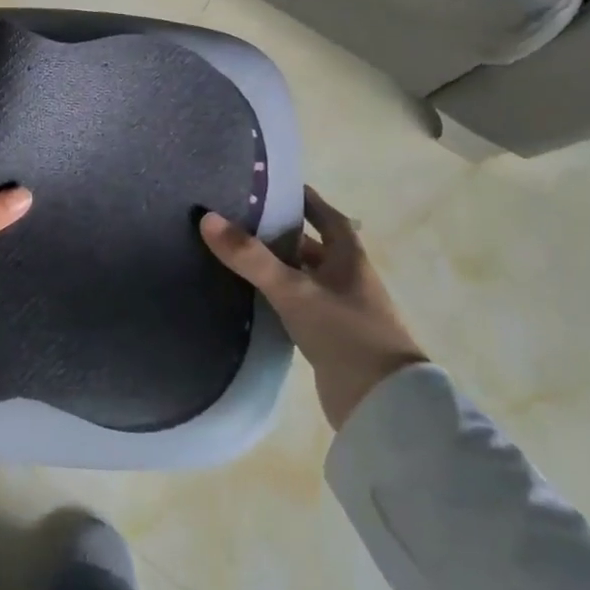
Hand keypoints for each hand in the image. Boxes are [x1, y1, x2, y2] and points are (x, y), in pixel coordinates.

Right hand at [200, 188, 425, 432]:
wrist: (381, 403)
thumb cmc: (344, 333)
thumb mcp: (293, 290)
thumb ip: (250, 257)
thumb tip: (207, 218)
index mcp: (350, 257)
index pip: (327, 216)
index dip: (304, 199)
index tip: (274, 186)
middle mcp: (349, 278)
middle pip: (315, 246)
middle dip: (284, 233)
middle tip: (243, 220)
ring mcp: (343, 309)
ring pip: (307, 276)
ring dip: (281, 266)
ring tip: (241, 256)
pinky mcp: (333, 337)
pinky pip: (303, 304)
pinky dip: (282, 296)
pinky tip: (256, 298)